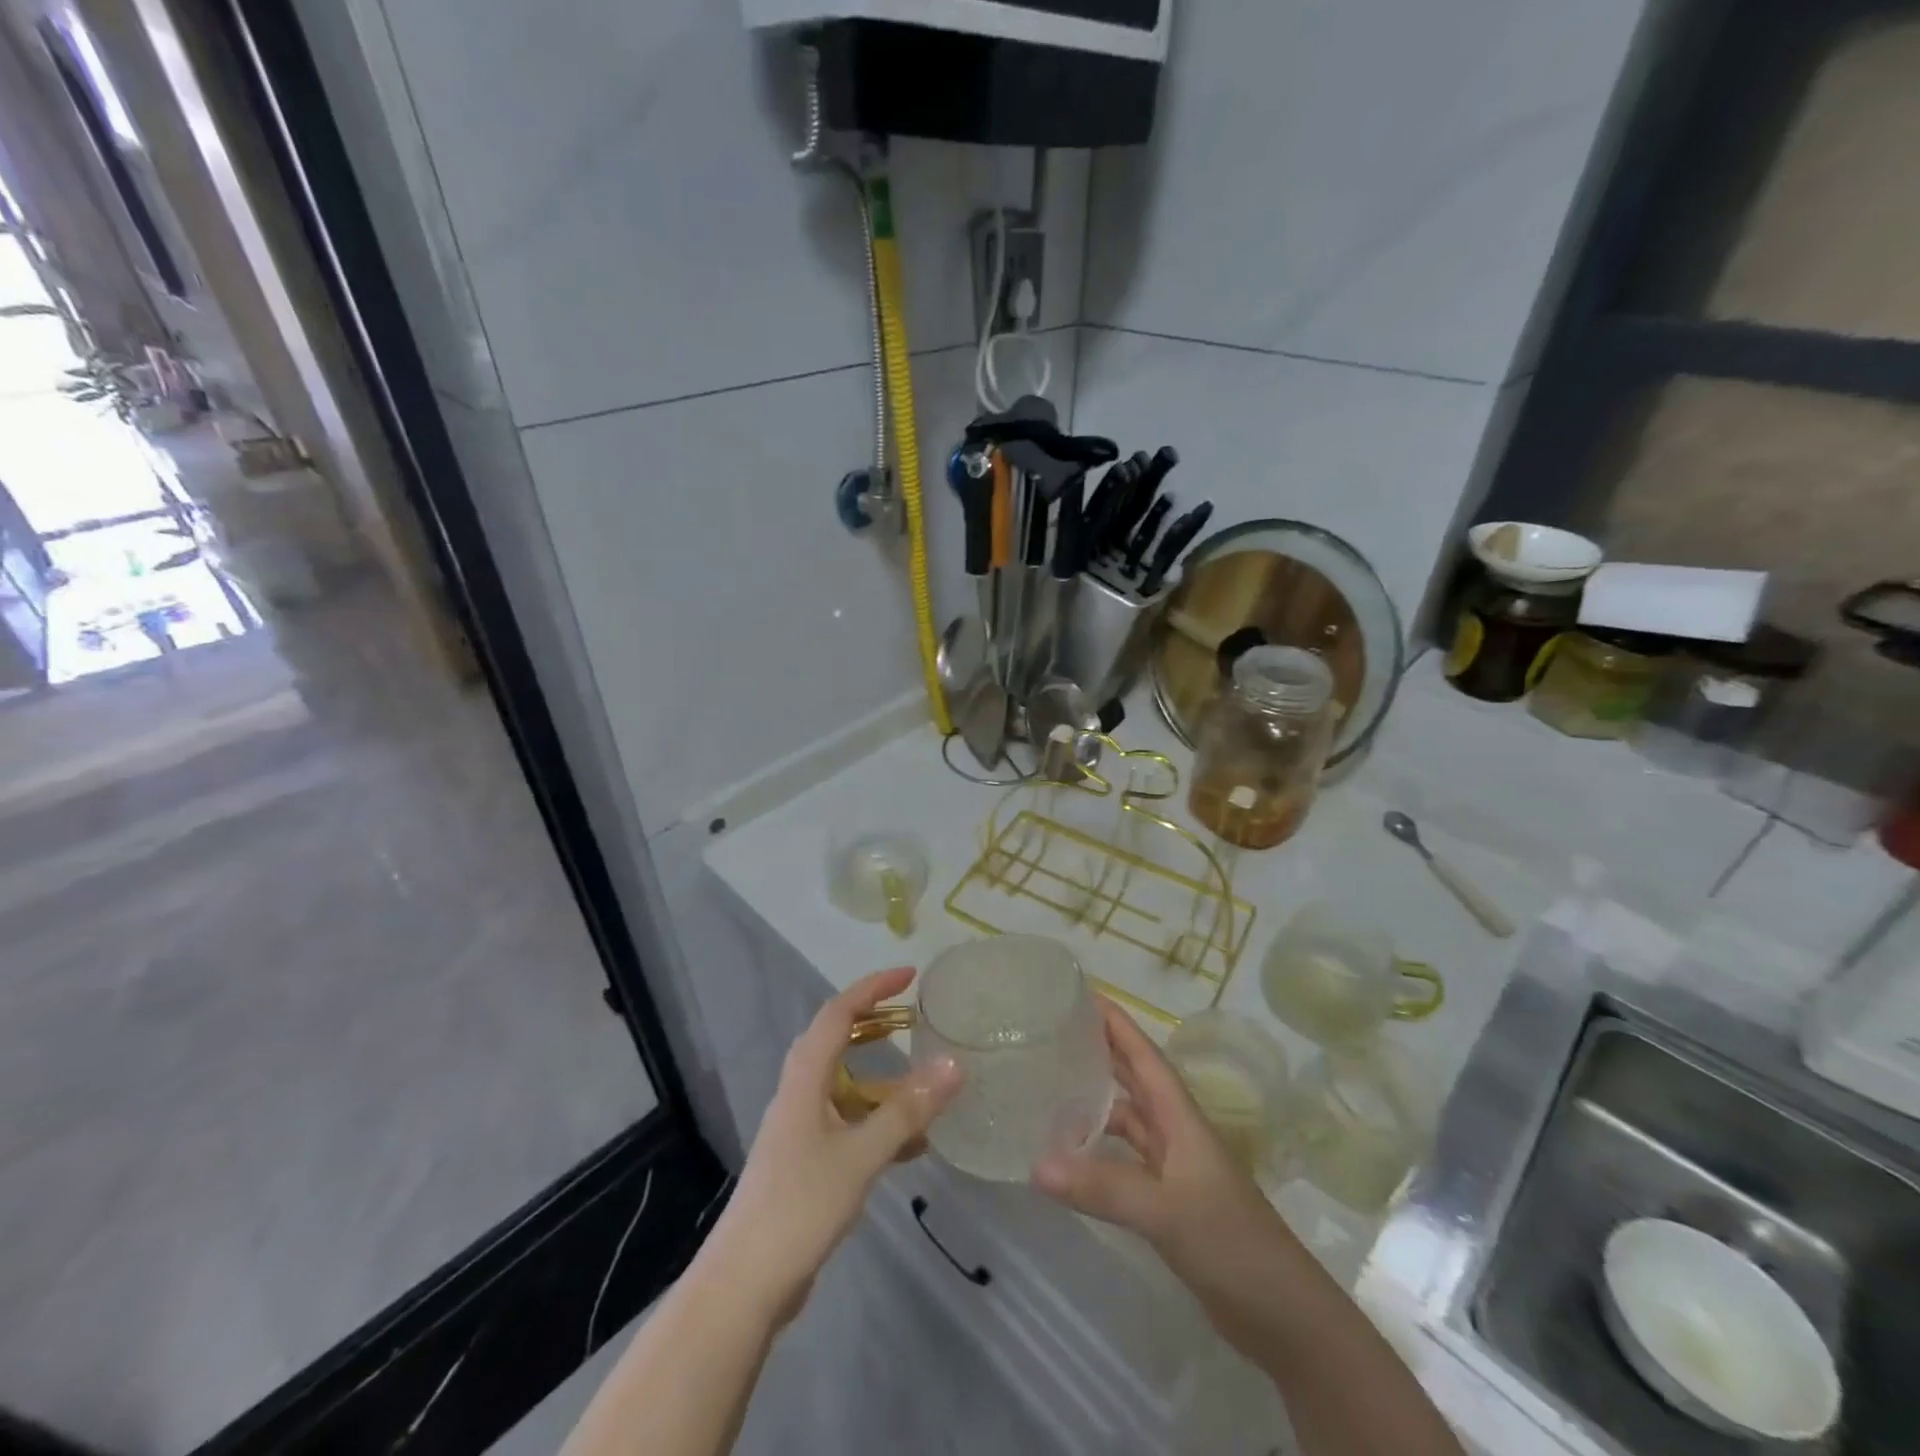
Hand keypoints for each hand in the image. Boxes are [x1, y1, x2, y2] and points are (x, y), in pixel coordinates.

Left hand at [706, 968, 962, 1327]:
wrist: (744, 1284)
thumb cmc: (800, 1206)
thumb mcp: (860, 1156)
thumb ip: (906, 1112)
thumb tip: (953, 1065)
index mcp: (805, 1078)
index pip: (838, 1013)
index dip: (873, 988)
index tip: (910, 975)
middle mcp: (799, 1093)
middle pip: (836, 1040)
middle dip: (873, 1022)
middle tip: (913, 1017)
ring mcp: (800, 1128)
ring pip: (844, 1084)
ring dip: (880, 1077)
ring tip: (922, 1081)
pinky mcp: (805, 1161)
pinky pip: (847, 1122)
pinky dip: (877, 1121)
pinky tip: (912, 1147)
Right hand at [1033, 998, 1286, 1312]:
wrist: (1284, 1316)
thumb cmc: (1232, 1243)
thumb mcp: (1167, 1210)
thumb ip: (1104, 1186)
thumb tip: (1036, 1163)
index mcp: (1181, 1117)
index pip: (1143, 1055)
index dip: (1116, 1023)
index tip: (1080, 993)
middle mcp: (1176, 1132)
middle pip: (1134, 1079)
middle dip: (1100, 1051)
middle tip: (1054, 1030)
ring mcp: (1174, 1168)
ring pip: (1128, 1120)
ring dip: (1094, 1103)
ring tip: (1049, 1089)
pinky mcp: (1169, 1202)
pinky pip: (1125, 1160)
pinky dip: (1098, 1152)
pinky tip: (1070, 1157)